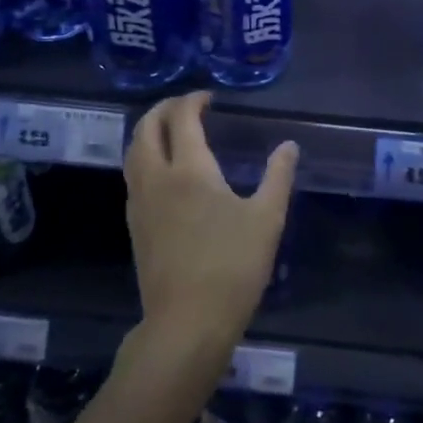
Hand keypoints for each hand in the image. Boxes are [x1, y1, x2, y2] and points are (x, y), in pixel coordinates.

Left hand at [123, 91, 298, 351]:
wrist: (186, 323)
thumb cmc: (232, 268)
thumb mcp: (266, 220)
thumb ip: (278, 177)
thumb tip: (289, 146)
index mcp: (189, 169)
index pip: (181, 118)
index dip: (193, 100)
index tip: (209, 99)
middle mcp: (156, 177)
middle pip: (146, 127)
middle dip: (164, 108)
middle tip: (187, 106)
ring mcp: (140, 202)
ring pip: (133, 151)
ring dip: (148, 130)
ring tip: (171, 130)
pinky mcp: (134, 225)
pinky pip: (133, 174)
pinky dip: (144, 156)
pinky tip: (164, 171)